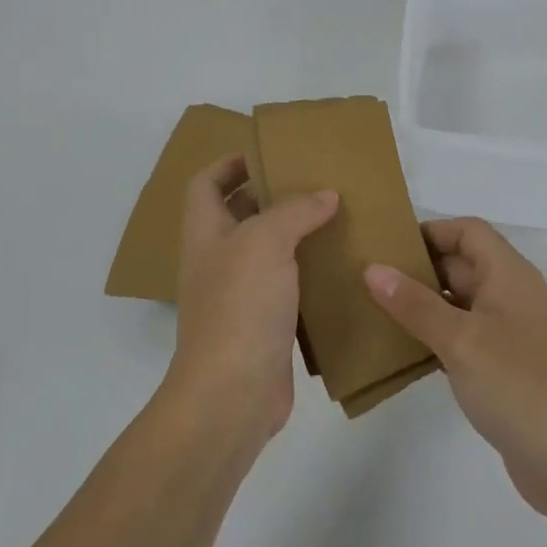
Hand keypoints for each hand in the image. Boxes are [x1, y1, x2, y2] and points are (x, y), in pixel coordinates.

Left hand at [169, 155, 337, 447]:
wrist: (232, 394)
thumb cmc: (239, 306)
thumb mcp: (264, 242)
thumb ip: (294, 211)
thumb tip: (325, 195)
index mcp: (205, 232)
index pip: (206, 182)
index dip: (231, 162)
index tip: (271, 152)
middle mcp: (218, 259)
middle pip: (239, 213)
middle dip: (273, 194)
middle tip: (317, 181)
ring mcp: (240, 294)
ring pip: (268, 250)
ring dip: (297, 233)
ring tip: (338, 216)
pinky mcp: (265, 323)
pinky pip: (288, 285)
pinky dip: (310, 272)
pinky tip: (341, 265)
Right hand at [365, 219, 546, 520]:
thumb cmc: (520, 385)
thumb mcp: (462, 339)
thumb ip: (416, 304)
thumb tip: (373, 269)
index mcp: (509, 275)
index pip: (468, 231)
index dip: (431, 231)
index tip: (387, 247)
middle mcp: (511, 297)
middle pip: (462, 264)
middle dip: (418, 268)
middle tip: (368, 278)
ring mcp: (509, 336)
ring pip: (459, 304)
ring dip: (422, 305)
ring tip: (374, 311)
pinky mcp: (504, 371)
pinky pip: (462, 339)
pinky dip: (434, 338)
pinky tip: (401, 352)